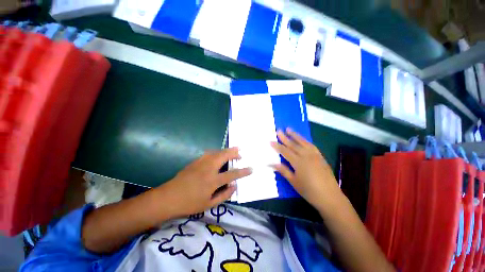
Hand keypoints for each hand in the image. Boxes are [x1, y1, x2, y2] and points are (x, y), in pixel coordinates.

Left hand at [157, 147, 251, 216]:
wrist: (168, 197)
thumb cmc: (189, 203)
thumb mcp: (209, 204)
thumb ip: (224, 195)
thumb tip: (234, 186)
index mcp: (213, 181)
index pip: (232, 174)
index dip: (243, 171)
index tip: (251, 169)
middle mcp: (208, 168)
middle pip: (224, 156)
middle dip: (234, 153)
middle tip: (240, 153)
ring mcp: (201, 163)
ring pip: (217, 152)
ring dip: (226, 150)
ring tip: (232, 150)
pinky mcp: (195, 161)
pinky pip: (209, 153)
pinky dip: (217, 152)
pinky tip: (218, 154)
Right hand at [271, 128, 342, 210]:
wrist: (330, 197)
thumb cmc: (309, 191)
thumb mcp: (293, 182)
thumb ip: (283, 170)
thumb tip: (271, 164)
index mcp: (298, 162)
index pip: (285, 151)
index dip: (277, 146)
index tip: (271, 141)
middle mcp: (306, 156)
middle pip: (293, 145)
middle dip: (285, 137)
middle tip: (279, 130)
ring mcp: (315, 155)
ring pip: (303, 142)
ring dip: (295, 135)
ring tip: (289, 129)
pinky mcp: (321, 157)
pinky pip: (312, 145)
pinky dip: (305, 141)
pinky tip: (303, 139)